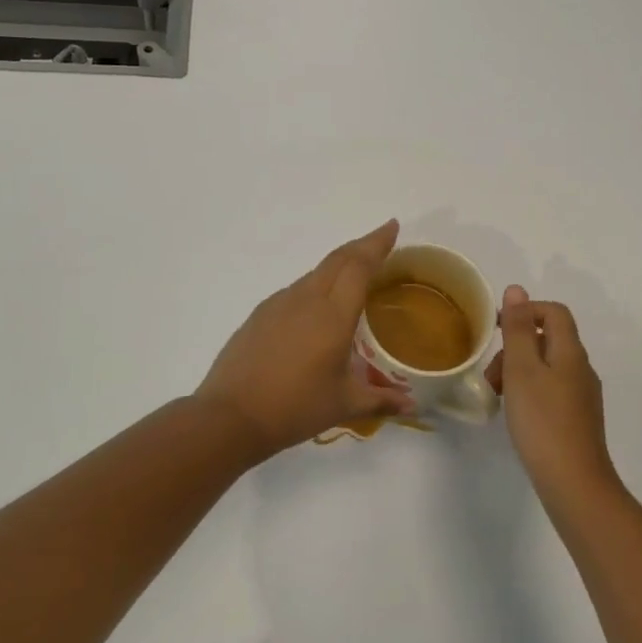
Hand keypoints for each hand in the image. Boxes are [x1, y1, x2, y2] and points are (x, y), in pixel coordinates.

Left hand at [194, 221, 416, 454]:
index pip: (359, 266)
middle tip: (381, 239)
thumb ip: (381, 400)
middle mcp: (306, 299)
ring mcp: (279, 304)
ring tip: (354, 275)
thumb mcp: (344, 405)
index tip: (392, 227)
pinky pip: (296, 290)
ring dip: (339, 265)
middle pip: (338, 259)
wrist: (230, 416)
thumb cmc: (294, 408)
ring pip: (315, 273)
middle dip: (362, 245)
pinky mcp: (260, 314)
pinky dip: (316, 286)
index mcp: (333, 315)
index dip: (377, 243)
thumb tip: (411, 406)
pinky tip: (317, 307)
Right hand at [488, 286, 613, 498]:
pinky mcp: (578, 420)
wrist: (574, 484)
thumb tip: (517, 290)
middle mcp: (581, 369)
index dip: (526, 311)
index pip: (554, 312)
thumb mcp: (522, 369)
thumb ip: (518, 329)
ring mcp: (583, 396)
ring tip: (498, 397)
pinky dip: (530, 392)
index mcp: (570, 352)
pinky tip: (516, 415)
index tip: (496, 329)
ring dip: (520, 371)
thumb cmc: (543, 421)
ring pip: (548, 367)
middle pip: (549, 339)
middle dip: (516, 347)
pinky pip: (551, 390)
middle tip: (492, 374)